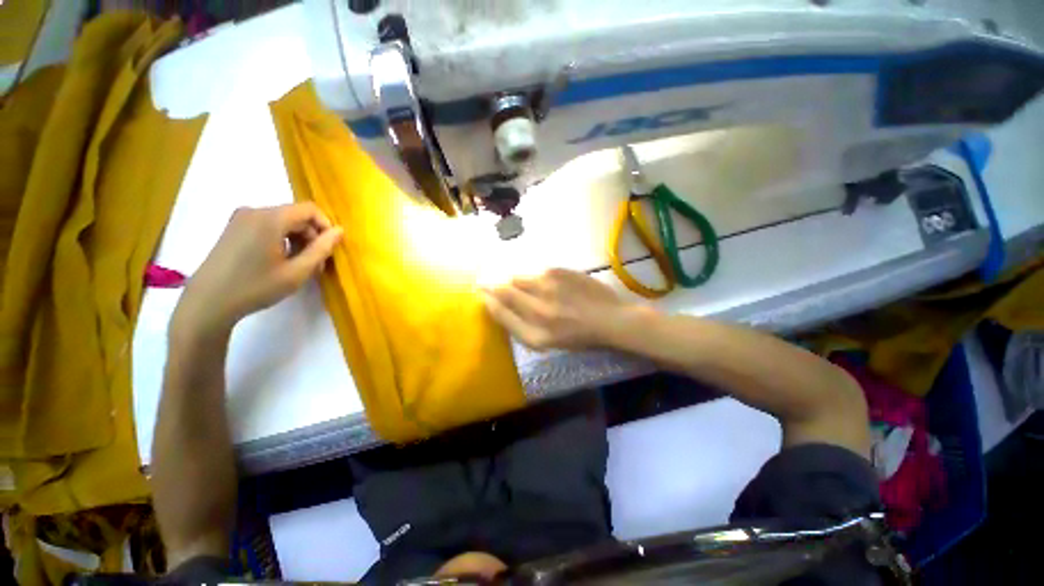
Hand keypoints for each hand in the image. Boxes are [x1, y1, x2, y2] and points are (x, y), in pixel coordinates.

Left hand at [173, 204, 342, 335]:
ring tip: (299, 266)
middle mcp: (254, 211)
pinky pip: (268, 226)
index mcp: (269, 219)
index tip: (329, 249)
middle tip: (316, 263)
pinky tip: (280, 262)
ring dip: (298, 240)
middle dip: (311, 237)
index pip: (309, 209)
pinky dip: (281, 240)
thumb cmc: (255, 287)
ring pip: (283, 222)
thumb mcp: (297, 272)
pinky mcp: (234, 229)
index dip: (325, 226)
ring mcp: (240, 219)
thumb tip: (340, 231)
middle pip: (296, 215)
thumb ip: (321, 249)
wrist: (207, 303)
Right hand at [482, 268, 632, 350]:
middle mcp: (538, 312)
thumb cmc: (579, 336)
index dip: (489, 303)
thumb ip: (522, 326)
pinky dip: (534, 276)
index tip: (483, 295)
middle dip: (492, 286)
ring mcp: (548, 289)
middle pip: (504, 292)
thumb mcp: (548, 342)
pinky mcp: (558, 272)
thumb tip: (501, 306)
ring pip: (518, 278)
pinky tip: (544, 282)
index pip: (501, 315)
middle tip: (486, 282)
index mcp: (536, 335)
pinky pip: (536, 272)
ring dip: (514, 280)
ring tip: (519, 283)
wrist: (610, 319)